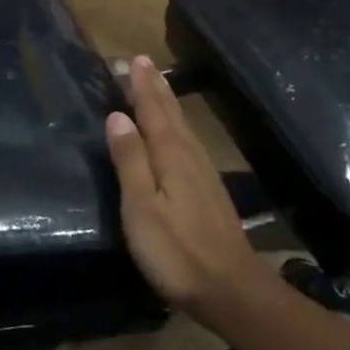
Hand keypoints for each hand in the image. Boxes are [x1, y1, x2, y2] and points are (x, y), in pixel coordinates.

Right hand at [107, 55, 273, 329]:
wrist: (233, 291)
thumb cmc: (177, 251)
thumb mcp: (142, 208)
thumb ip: (130, 160)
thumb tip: (117, 116)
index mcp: (170, 156)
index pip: (152, 111)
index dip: (142, 86)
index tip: (135, 59)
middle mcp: (190, 157)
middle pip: (170, 114)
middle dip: (156, 88)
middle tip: (144, 62)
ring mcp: (204, 175)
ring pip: (183, 128)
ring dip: (168, 104)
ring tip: (158, 86)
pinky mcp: (210, 192)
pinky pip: (189, 143)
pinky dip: (179, 127)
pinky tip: (178, 135)